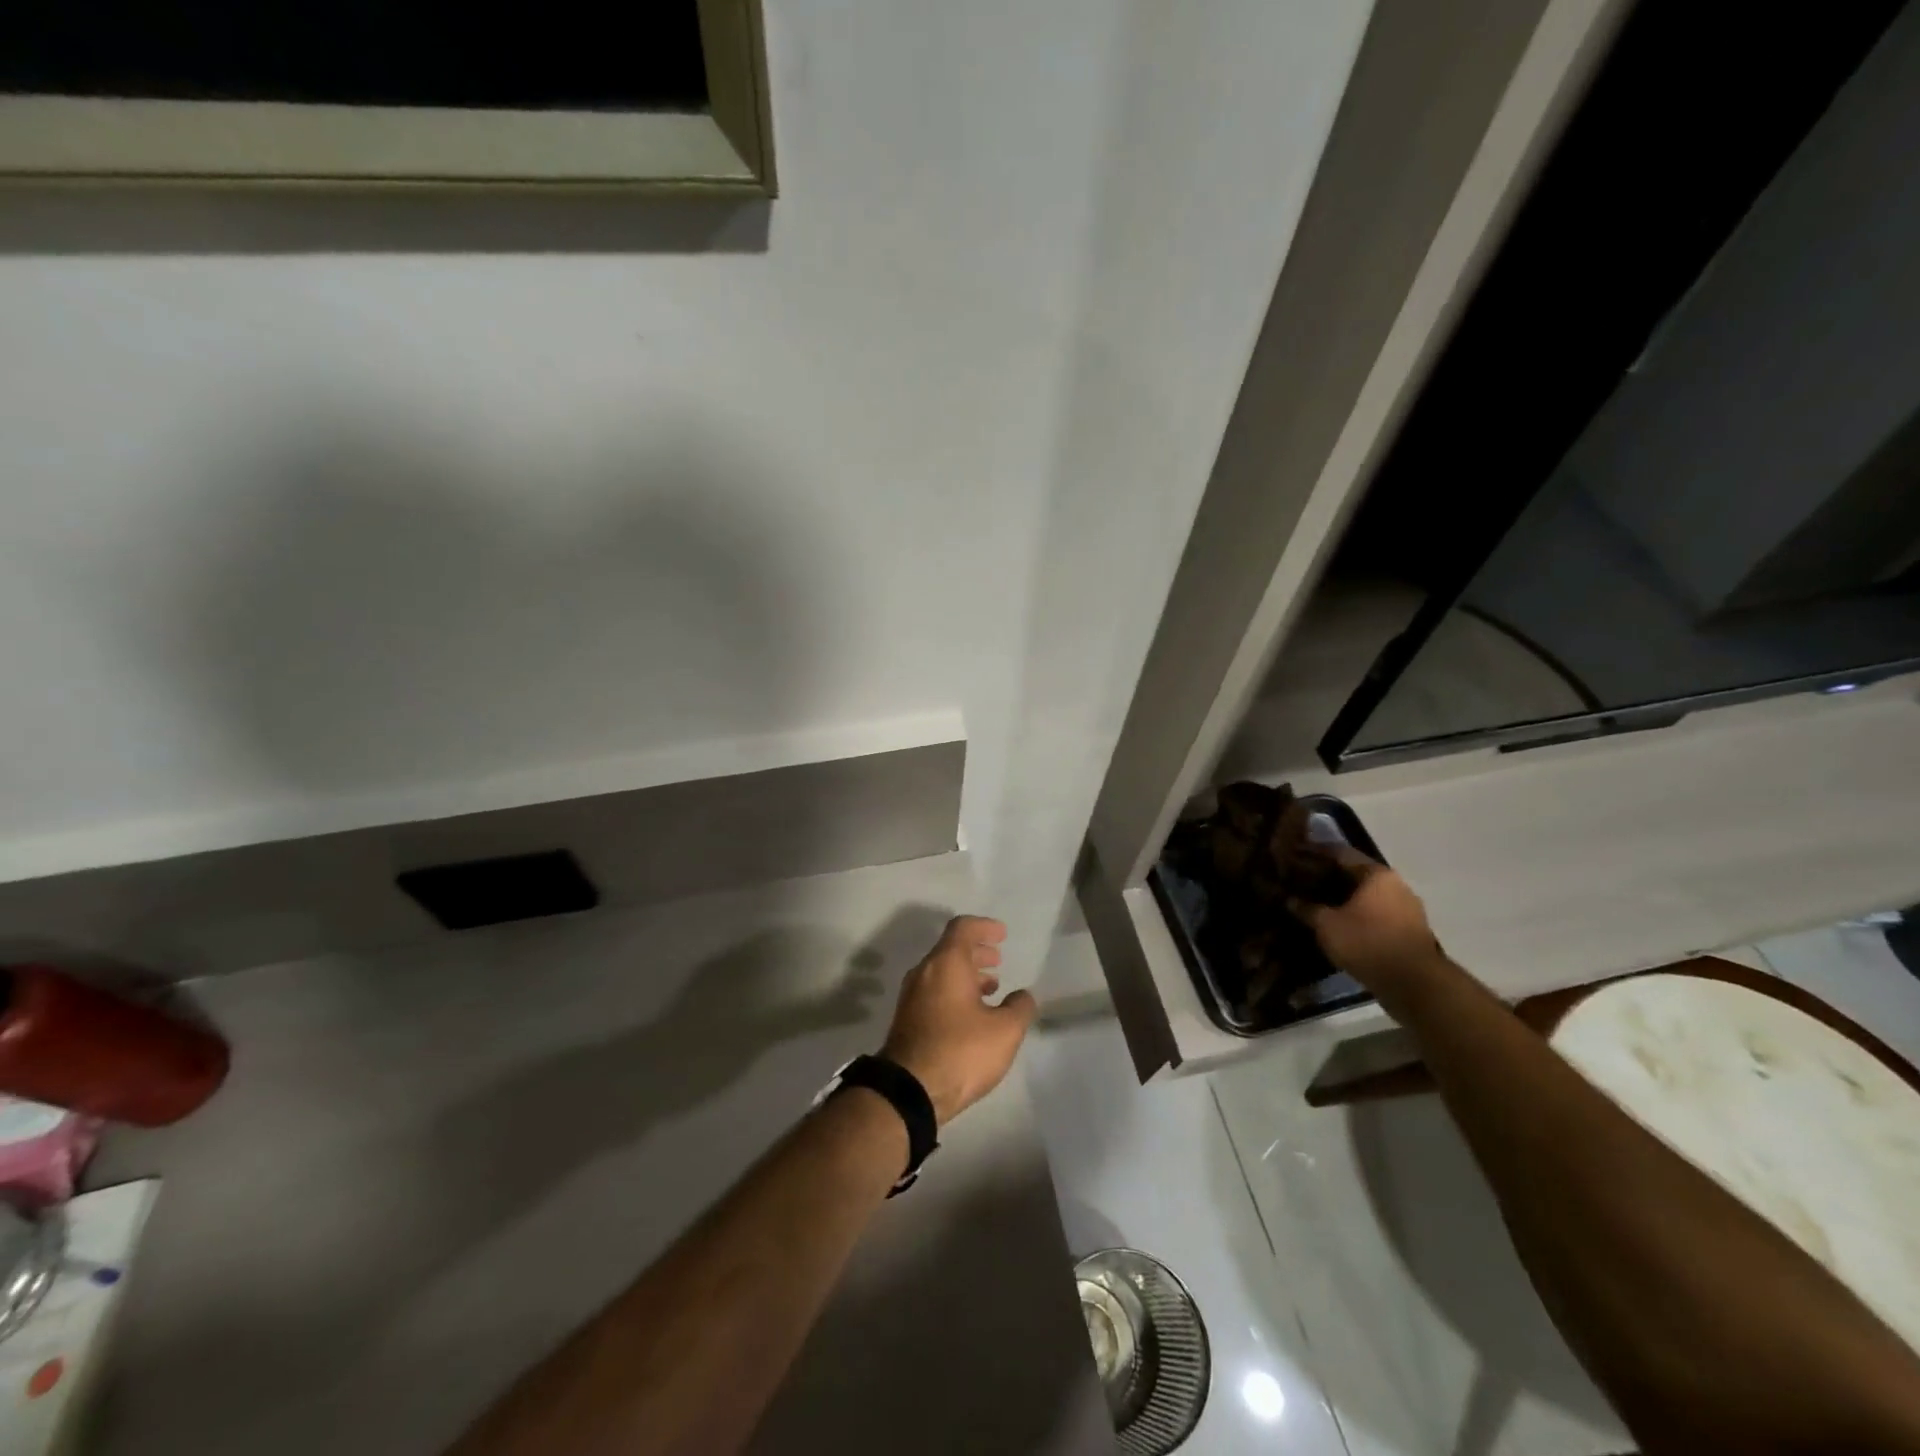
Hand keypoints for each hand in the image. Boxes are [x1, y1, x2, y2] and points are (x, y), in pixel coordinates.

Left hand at [882, 916, 1036, 1126]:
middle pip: (951, 949)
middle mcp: (924, 972)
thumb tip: (1022, 996)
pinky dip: (955, 991)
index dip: (984, 926)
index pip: (963, 928)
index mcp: (946, 963)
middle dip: (977, 952)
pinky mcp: (907, 1019)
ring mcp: (912, 996)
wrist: (908, 1092)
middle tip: (998, 959)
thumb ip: (1019, 1007)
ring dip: (967, 974)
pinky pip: (934, 992)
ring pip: (942, 972)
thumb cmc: (960, 1051)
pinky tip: (973, 1014)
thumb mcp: (1004, 1031)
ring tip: (991, 989)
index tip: (1002, 935)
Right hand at [1290, 849, 1442, 991]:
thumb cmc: (1367, 942)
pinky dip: (1356, 914)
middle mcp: (1396, 885)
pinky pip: (1376, 913)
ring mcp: (1407, 908)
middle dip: (1328, 876)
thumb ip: (1306, 909)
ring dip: (1343, 897)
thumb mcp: (1327, 925)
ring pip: (1366, 895)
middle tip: (1301, 879)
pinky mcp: (1410, 930)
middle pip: (1355, 873)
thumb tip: (1289, 899)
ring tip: (1316, 901)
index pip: (1340, 853)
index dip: (1314, 852)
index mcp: (1377, 874)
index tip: (1293, 854)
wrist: (1414, 984)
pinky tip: (1338, 922)